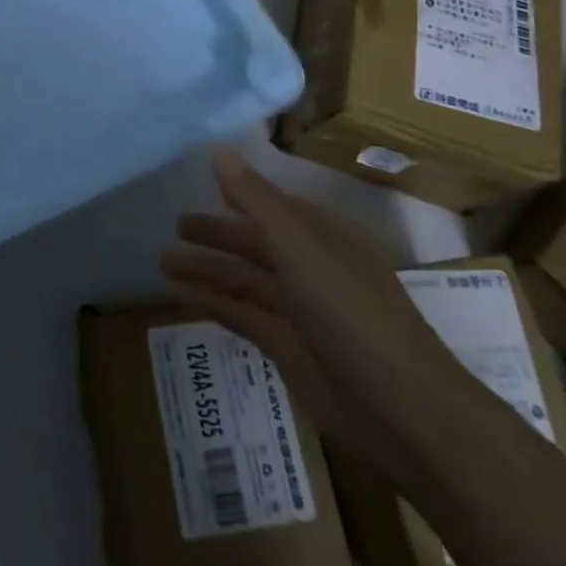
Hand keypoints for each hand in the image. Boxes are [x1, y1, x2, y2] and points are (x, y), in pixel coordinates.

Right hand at [161, 153, 465, 472]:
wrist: (403, 412)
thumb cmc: (352, 313)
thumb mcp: (300, 248)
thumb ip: (256, 201)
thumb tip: (220, 153)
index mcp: (323, 236)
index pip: (274, 206)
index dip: (241, 195)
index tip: (204, 185)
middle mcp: (311, 267)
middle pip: (255, 243)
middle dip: (217, 234)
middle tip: (175, 226)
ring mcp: (300, 310)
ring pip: (244, 280)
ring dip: (206, 269)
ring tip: (162, 262)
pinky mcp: (288, 349)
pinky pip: (241, 316)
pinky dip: (211, 304)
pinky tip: (178, 297)